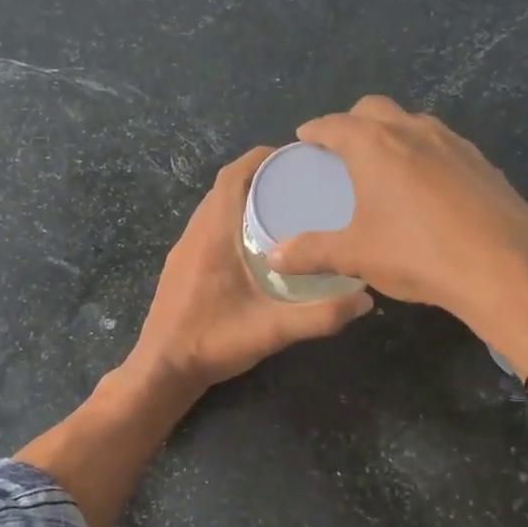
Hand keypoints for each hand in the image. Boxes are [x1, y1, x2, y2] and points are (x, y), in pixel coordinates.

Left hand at [127, 146, 373, 393]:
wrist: (162, 370)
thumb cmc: (212, 343)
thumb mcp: (272, 331)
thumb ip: (320, 316)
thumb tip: (365, 299)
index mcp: (214, 235)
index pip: (232, 177)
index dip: (260, 158)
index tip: (295, 156)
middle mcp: (195, 233)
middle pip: (224, 187)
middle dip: (259, 175)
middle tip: (299, 182)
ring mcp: (183, 249)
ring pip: (213, 206)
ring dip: (243, 197)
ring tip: (283, 205)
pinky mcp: (180, 264)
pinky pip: (207, 225)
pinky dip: (230, 217)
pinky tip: (255, 241)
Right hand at [266, 96, 527, 371]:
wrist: (504, 269)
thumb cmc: (417, 254)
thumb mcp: (355, 255)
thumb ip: (310, 252)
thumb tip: (274, 258)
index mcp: (376, 145)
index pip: (335, 124)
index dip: (316, 130)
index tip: (305, 137)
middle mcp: (414, 132)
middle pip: (375, 109)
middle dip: (353, 122)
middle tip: (341, 150)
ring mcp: (454, 144)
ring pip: (414, 123)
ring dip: (393, 134)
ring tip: (384, 165)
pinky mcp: (483, 164)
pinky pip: (444, 146)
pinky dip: (425, 154)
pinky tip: (427, 188)